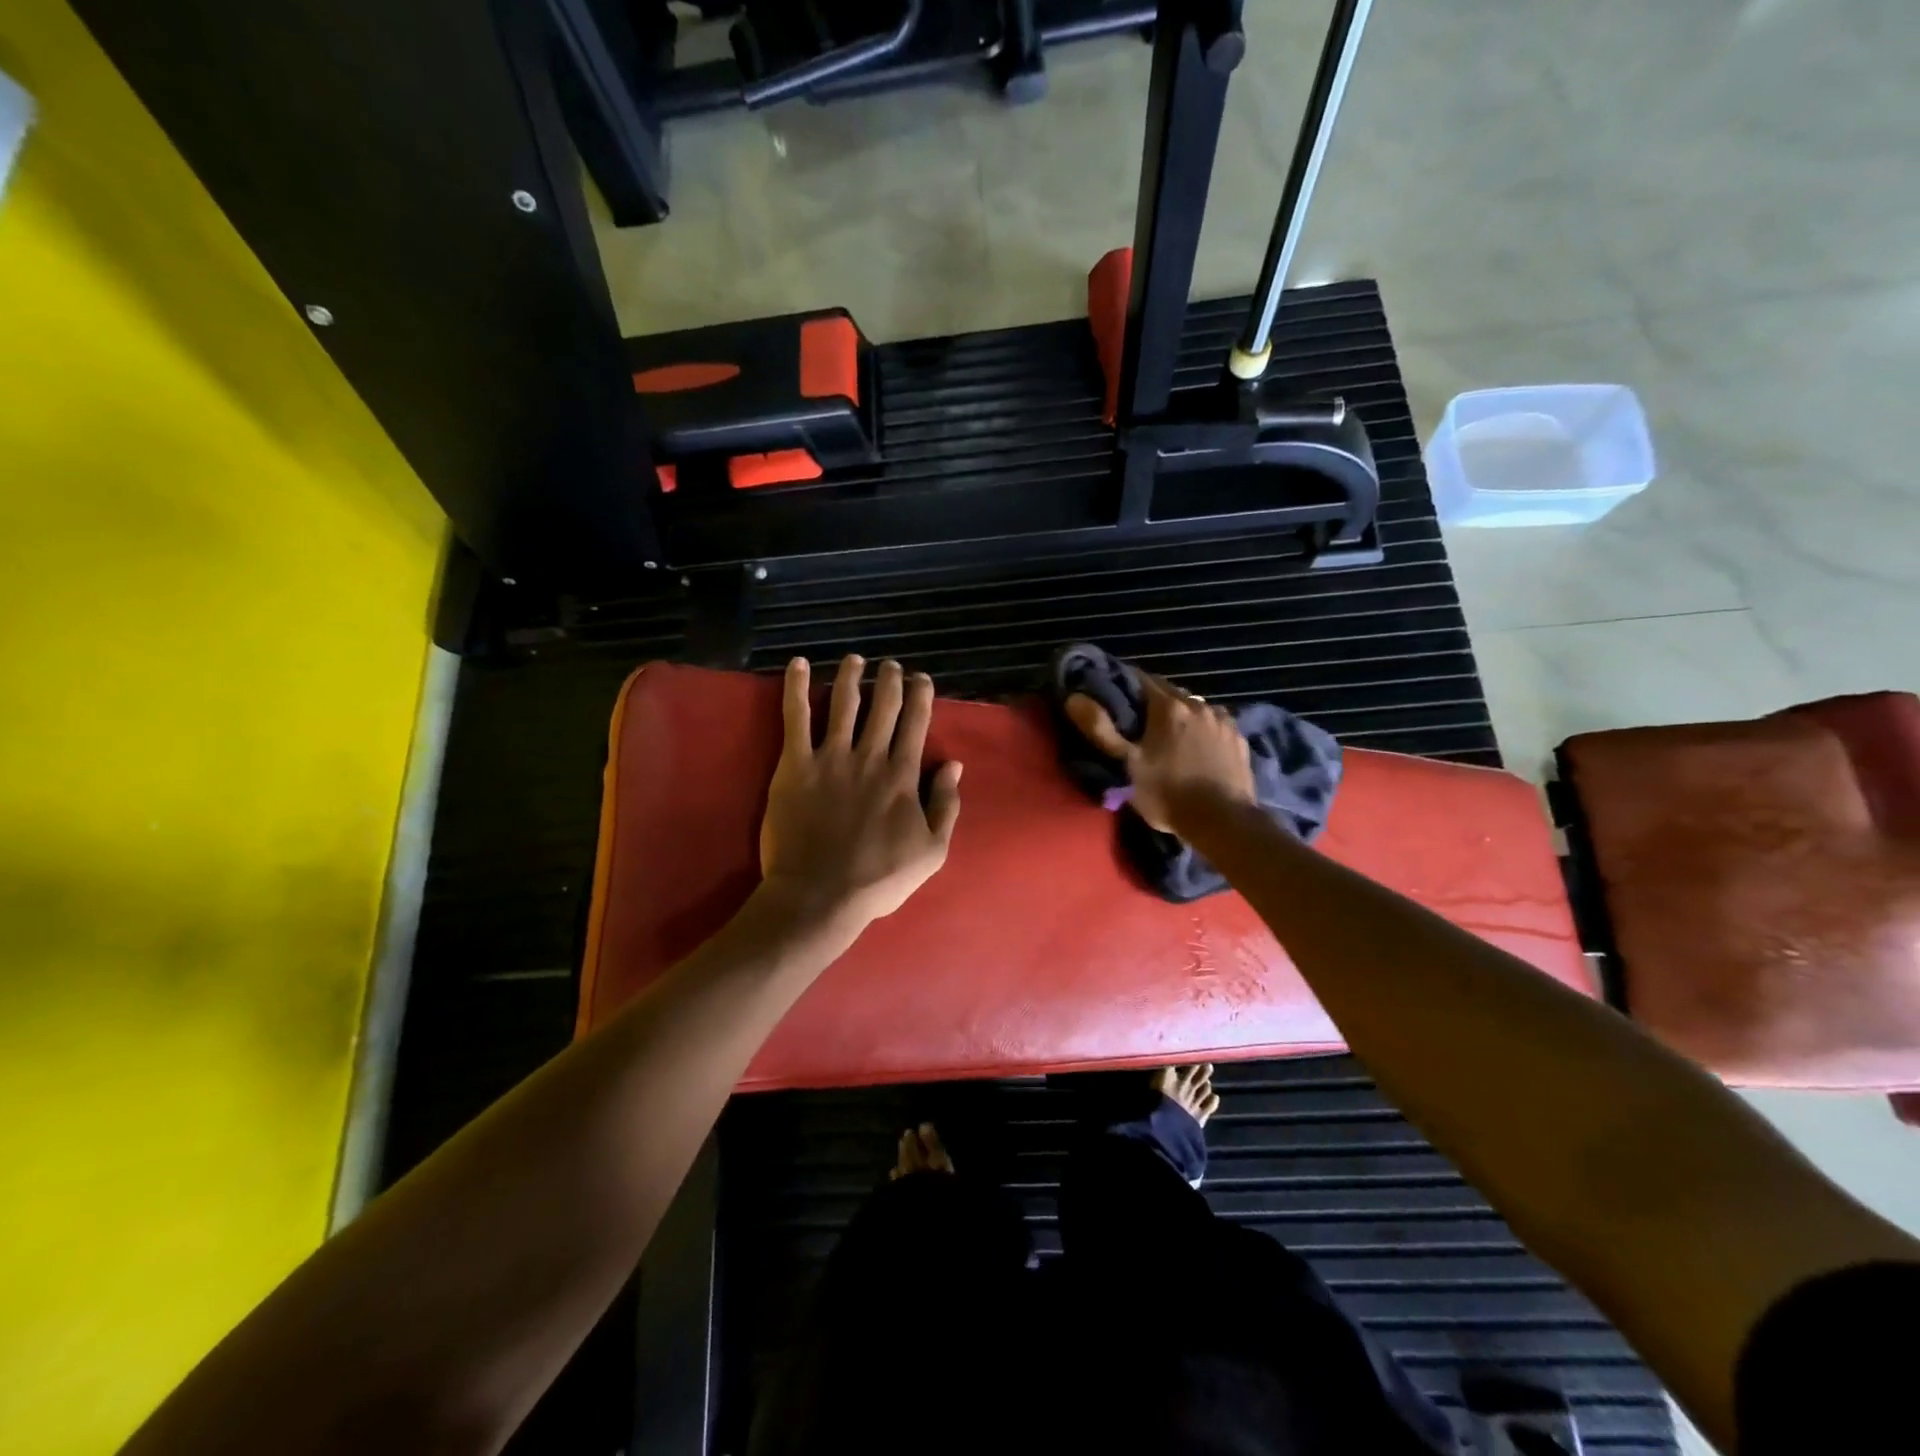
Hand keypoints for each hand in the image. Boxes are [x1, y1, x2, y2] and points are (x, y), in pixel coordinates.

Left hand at [759, 655, 962, 926]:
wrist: (819, 895)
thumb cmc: (878, 879)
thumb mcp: (931, 851)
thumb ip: (946, 805)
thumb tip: (954, 765)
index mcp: (902, 776)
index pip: (915, 723)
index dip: (920, 696)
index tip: (921, 679)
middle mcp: (869, 757)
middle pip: (883, 706)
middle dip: (890, 680)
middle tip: (891, 665)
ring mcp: (830, 758)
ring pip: (843, 703)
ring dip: (851, 676)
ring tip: (855, 660)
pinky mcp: (795, 765)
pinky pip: (795, 718)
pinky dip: (796, 688)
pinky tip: (798, 665)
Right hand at [1065, 671, 1253, 832]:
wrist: (1223, 822)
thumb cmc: (1168, 793)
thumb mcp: (1126, 765)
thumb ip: (1100, 730)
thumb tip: (1074, 698)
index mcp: (1168, 706)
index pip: (1141, 678)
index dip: (1124, 685)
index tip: (1113, 697)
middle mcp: (1198, 704)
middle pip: (1169, 692)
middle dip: (1152, 702)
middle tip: (1138, 724)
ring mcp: (1223, 721)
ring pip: (1194, 708)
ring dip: (1181, 715)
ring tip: (1169, 738)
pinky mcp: (1239, 739)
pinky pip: (1215, 724)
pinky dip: (1203, 729)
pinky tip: (1198, 749)